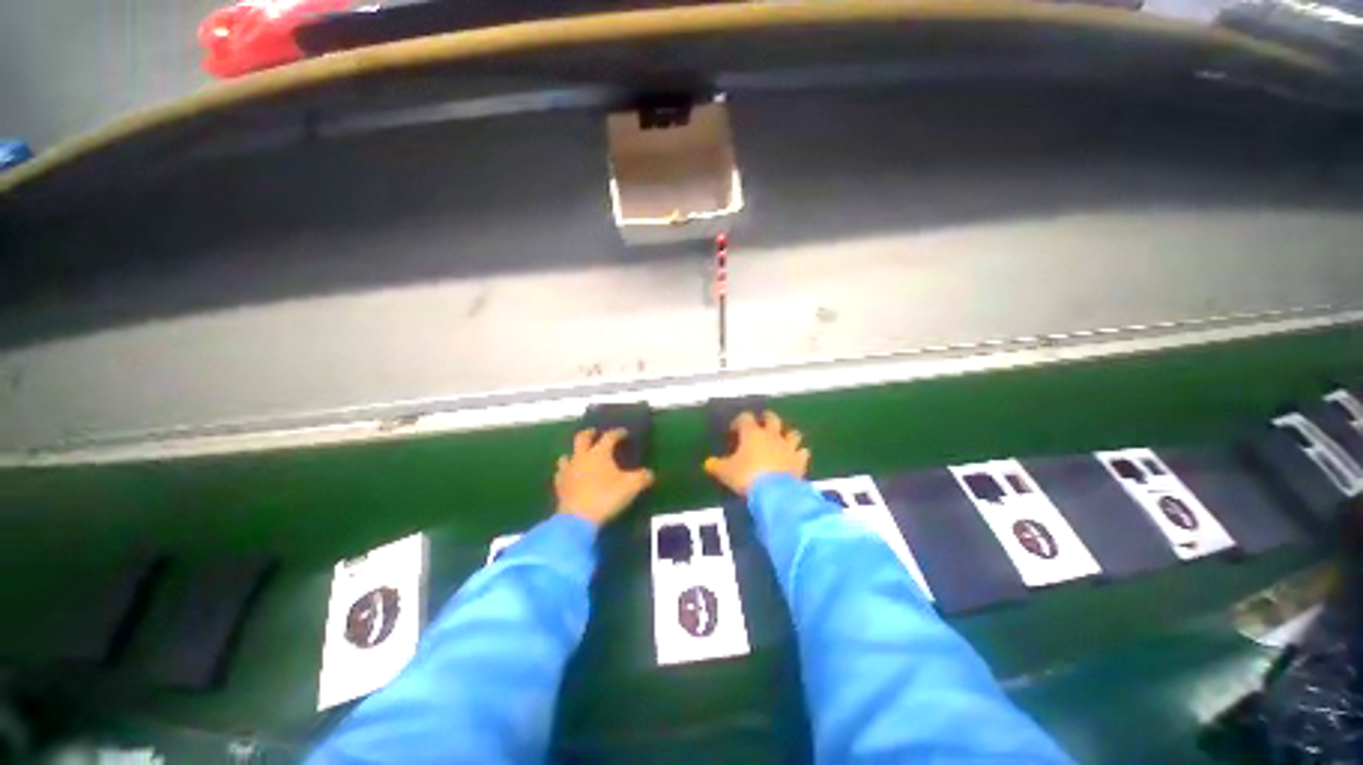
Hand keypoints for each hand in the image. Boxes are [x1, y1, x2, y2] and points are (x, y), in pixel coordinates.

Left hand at [555, 428, 654, 525]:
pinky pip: (560, 473)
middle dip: (590, 433)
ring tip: (581, 455)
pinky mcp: (559, 486)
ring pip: (567, 455)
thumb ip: (642, 477)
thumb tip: (650, 474)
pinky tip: (569, 475)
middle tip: (595, 433)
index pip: (609, 436)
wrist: (577, 519)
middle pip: (582, 438)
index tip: (624, 433)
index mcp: (599, 452)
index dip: (617, 433)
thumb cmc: (606, 497)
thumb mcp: (631, 486)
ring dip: (574, 453)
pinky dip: (566, 471)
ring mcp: (567, 471)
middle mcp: (581, 457)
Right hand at [703, 411, 808, 496]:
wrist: (774, 494)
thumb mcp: (725, 472)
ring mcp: (788, 447)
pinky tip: (795, 457)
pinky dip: (799, 453)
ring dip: (787, 434)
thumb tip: (708, 463)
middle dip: (767, 418)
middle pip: (772, 418)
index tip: (734, 430)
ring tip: (782, 438)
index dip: (739, 421)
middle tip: (762, 422)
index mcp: (752, 433)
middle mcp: (771, 435)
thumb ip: (716, 465)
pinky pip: (802, 452)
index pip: (745, 418)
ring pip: (792, 433)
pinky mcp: (799, 461)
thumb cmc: (746, 477)